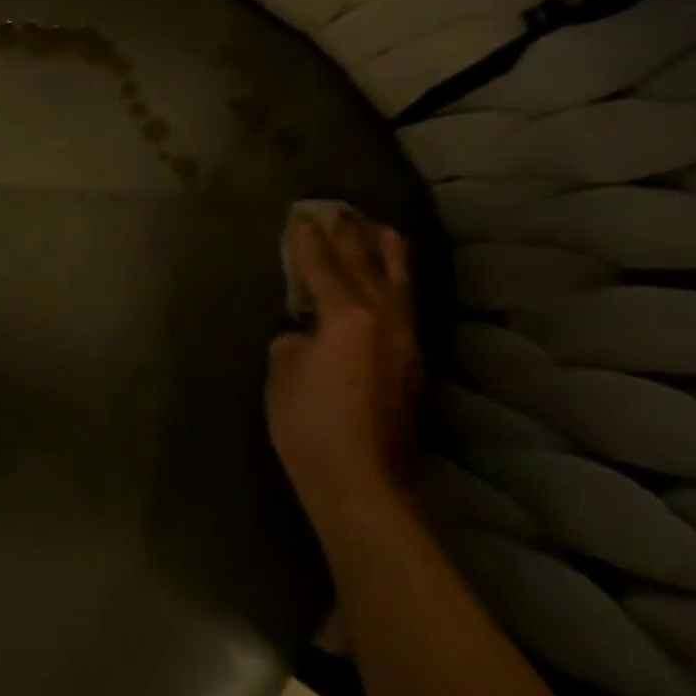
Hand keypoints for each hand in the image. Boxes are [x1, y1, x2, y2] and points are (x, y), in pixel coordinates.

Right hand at [265, 213, 421, 529]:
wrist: (359, 481)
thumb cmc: (309, 421)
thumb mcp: (282, 371)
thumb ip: (294, 340)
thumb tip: (305, 336)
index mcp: (348, 316)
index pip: (325, 269)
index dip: (310, 244)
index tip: (303, 219)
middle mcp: (384, 322)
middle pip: (369, 269)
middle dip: (354, 240)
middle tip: (345, 214)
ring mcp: (405, 345)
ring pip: (399, 289)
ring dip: (389, 259)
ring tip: (386, 233)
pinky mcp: (413, 370)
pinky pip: (405, 312)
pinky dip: (397, 289)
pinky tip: (394, 288)